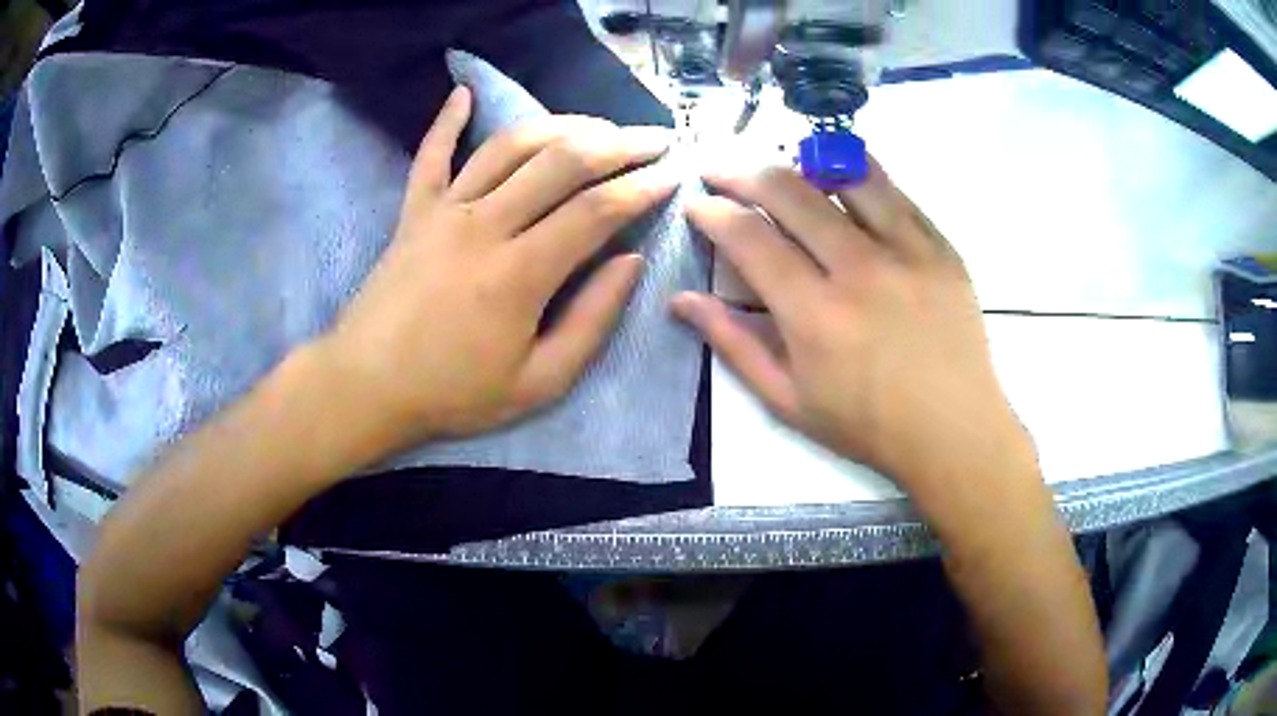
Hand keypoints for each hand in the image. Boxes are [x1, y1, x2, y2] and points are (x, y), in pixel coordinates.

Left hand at [317, 86, 675, 454]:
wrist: (366, 386)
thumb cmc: (453, 392)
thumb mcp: (538, 383)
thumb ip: (591, 321)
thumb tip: (630, 261)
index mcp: (519, 273)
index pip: (595, 210)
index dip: (642, 187)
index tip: (673, 174)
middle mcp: (484, 224)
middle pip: (560, 162)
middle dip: (618, 143)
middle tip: (654, 137)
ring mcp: (443, 210)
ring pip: (509, 145)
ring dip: (560, 125)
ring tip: (597, 125)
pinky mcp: (413, 210)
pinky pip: (431, 154)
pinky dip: (447, 120)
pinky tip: (465, 92)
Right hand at [673, 161, 1031, 496]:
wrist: (954, 429)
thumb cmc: (868, 425)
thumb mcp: (788, 401)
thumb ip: (733, 344)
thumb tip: (680, 300)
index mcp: (815, 315)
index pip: (749, 238)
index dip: (713, 212)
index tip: (697, 204)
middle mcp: (859, 270)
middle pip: (790, 192)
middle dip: (743, 173)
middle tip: (723, 172)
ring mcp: (906, 251)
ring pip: (843, 177)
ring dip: (800, 163)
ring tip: (782, 167)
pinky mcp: (940, 246)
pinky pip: (894, 191)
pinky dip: (859, 172)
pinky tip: (841, 171)